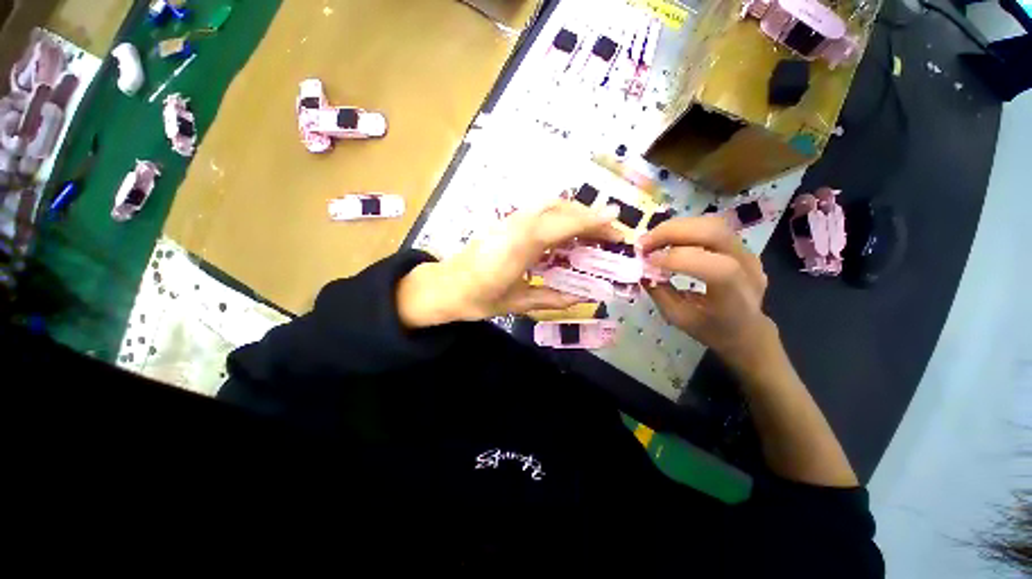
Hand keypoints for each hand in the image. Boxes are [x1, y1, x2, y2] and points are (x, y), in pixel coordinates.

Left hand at [398, 200, 620, 327]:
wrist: (446, 286)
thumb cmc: (479, 299)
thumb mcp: (517, 303)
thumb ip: (551, 298)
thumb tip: (582, 298)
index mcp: (519, 246)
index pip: (562, 224)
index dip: (592, 222)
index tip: (617, 223)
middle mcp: (516, 225)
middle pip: (559, 209)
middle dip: (589, 217)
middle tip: (610, 235)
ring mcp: (509, 220)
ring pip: (549, 206)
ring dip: (575, 215)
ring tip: (593, 233)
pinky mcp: (506, 222)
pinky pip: (539, 213)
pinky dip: (559, 217)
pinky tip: (567, 234)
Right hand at [640, 216, 775, 370]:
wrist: (747, 329)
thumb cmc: (711, 329)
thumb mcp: (679, 318)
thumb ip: (660, 293)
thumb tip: (642, 271)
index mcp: (735, 296)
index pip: (714, 267)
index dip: (676, 259)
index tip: (646, 262)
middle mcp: (748, 267)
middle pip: (713, 232)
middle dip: (671, 232)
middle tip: (643, 243)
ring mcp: (748, 253)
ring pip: (712, 224)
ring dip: (676, 227)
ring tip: (652, 239)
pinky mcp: (741, 246)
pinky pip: (711, 228)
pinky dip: (684, 229)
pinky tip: (667, 240)